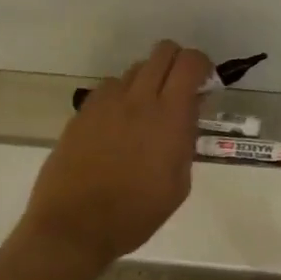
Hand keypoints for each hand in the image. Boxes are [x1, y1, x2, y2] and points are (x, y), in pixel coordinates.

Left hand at [10, 41, 212, 267]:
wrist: (74, 227)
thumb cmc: (136, 213)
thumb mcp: (179, 183)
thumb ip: (186, 141)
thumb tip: (188, 115)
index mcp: (169, 117)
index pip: (190, 63)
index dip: (203, 65)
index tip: (206, 84)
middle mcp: (138, 100)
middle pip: (162, 52)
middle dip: (178, 63)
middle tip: (181, 90)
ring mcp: (106, 103)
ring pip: (135, 69)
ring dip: (149, 80)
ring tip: (148, 111)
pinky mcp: (82, 113)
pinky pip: (109, 88)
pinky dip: (122, 95)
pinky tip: (120, 123)